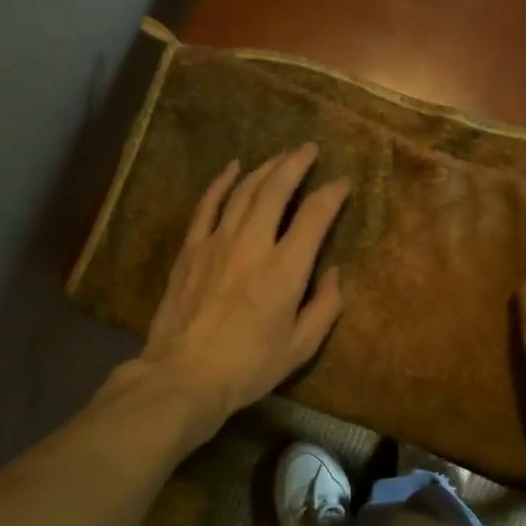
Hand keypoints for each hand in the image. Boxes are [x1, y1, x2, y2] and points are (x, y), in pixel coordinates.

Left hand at [134, 144, 348, 439]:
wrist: (183, 376)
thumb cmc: (248, 368)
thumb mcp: (300, 348)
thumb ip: (324, 307)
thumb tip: (334, 273)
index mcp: (285, 270)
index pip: (315, 216)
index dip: (332, 194)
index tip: (342, 183)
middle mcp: (253, 245)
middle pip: (277, 189)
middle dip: (296, 164)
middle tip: (309, 149)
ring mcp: (217, 242)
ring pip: (244, 191)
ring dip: (265, 168)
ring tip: (281, 155)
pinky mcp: (191, 249)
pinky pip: (208, 205)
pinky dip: (222, 182)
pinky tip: (233, 168)